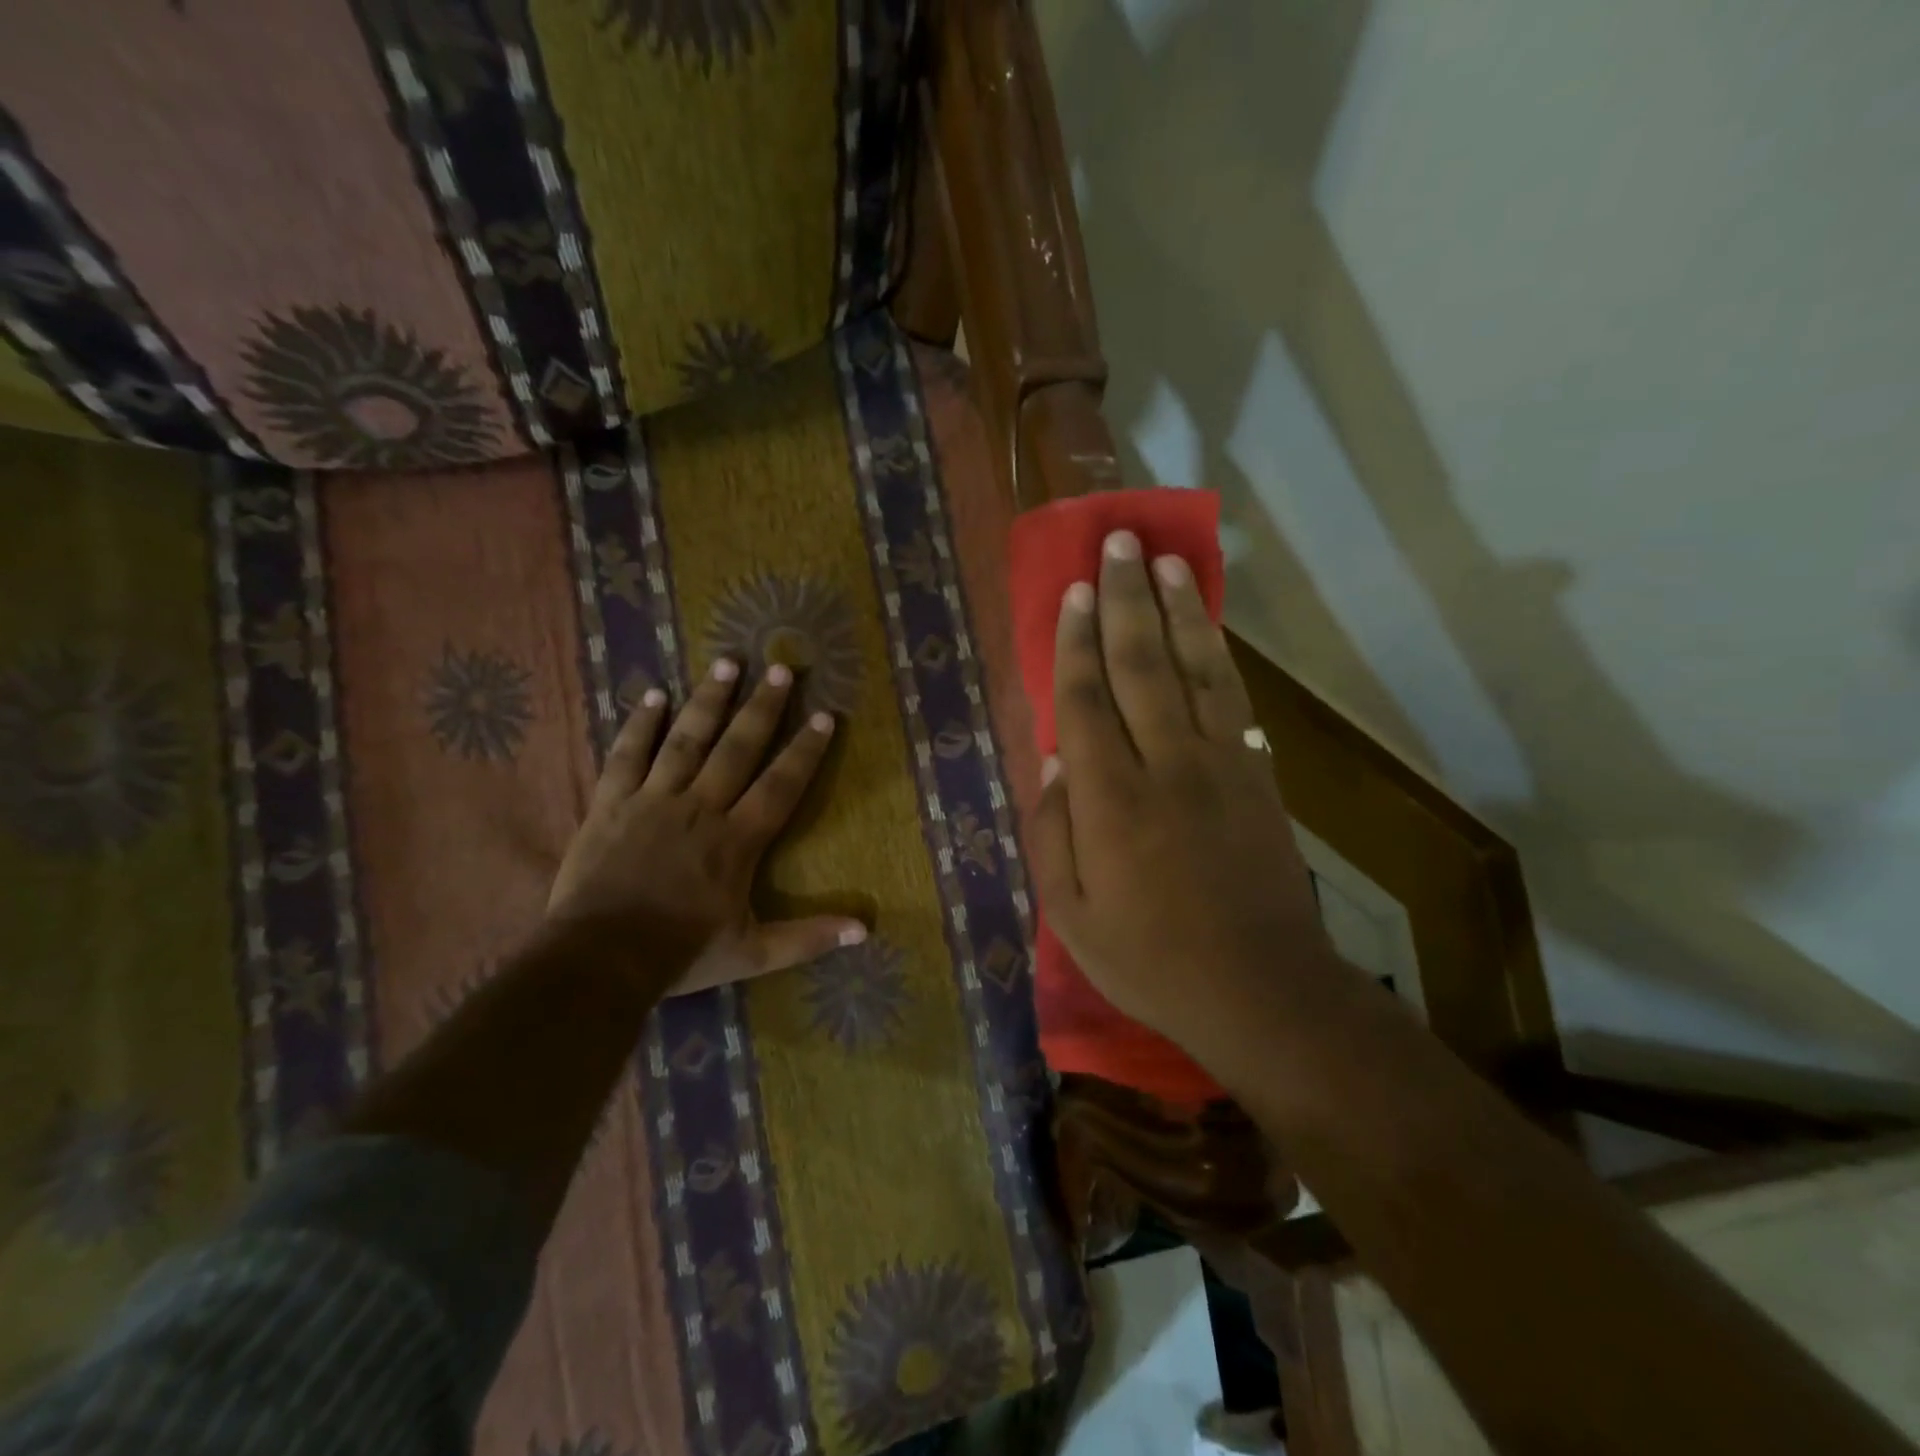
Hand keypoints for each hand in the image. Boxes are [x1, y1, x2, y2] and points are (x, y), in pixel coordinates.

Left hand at [547, 659, 865, 995]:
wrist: (600, 959)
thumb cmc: (682, 953)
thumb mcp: (753, 953)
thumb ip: (808, 938)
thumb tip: (864, 930)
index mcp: (737, 840)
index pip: (781, 785)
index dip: (805, 751)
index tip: (825, 716)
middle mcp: (701, 807)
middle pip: (738, 748)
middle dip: (762, 708)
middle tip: (780, 668)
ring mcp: (654, 800)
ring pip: (687, 739)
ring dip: (709, 700)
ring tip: (727, 662)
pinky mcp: (612, 804)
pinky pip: (627, 755)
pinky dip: (641, 724)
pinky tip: (654, 695)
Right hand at [1027, 530, 1341, 1057]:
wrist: (1259, 989)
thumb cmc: (1149, 959)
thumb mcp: (1071, 915)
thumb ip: (1053, 834)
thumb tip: (1053, 763)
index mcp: (1110, 802)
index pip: (1085, 702)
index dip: (1076, 643)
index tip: (1074, 593)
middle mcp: (1165, 766)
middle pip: (1141, 666)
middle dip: (1126, 600)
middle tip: (1117, 544)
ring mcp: (1220, 766)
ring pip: (1194, 670)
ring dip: (1178, 611)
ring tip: (1165, 562)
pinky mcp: (1258, 777)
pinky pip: (1235, 702)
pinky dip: (1219, 658)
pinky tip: (1208, 630)